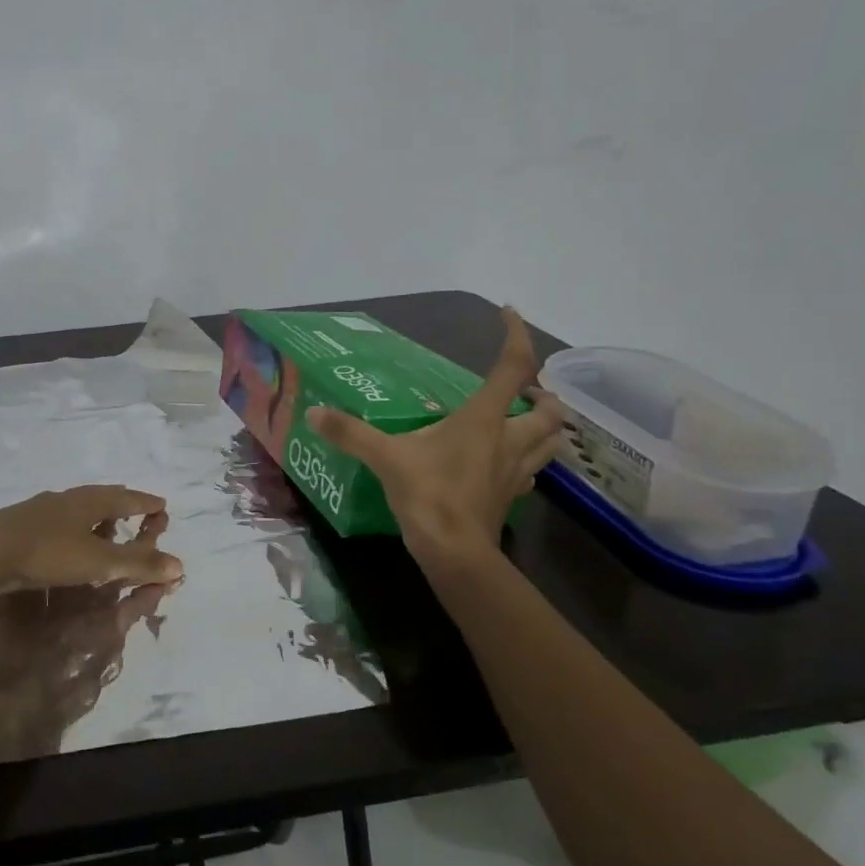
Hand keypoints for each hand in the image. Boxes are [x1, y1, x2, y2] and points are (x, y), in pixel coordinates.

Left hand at [0, 486, 183, 595]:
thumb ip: (137, 563)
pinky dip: (70, 529)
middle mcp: (64, 499)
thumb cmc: (48, 553)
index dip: (145, 503)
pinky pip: (55, 522)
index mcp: (87, 501)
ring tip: (101, 527)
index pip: (125, 498)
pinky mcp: (18, 526)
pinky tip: (64, 542)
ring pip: (74, 508)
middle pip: (99, 497)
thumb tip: (179, 566)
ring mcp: (38, 510)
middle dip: (119, 503)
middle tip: (133, 508)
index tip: (161, 504)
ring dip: (92, 516)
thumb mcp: (98, 561)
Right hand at [307, 307, 564, 567]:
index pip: (515, 366)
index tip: (508, 312)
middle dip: (543, 394)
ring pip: (551, 441)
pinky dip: (527, 459)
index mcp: (485, 419)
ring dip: (543, 426)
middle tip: (521, 391)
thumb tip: (313, 412)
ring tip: (521, 421)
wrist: (455, 553)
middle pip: (550, 408)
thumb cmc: (428, 495)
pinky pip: (532, 471)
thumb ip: (350, 433)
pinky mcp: (511, 496)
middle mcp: (510, 438)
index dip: (516, 334)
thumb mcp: (384, 458)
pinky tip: (505, 463)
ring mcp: (516, 470)